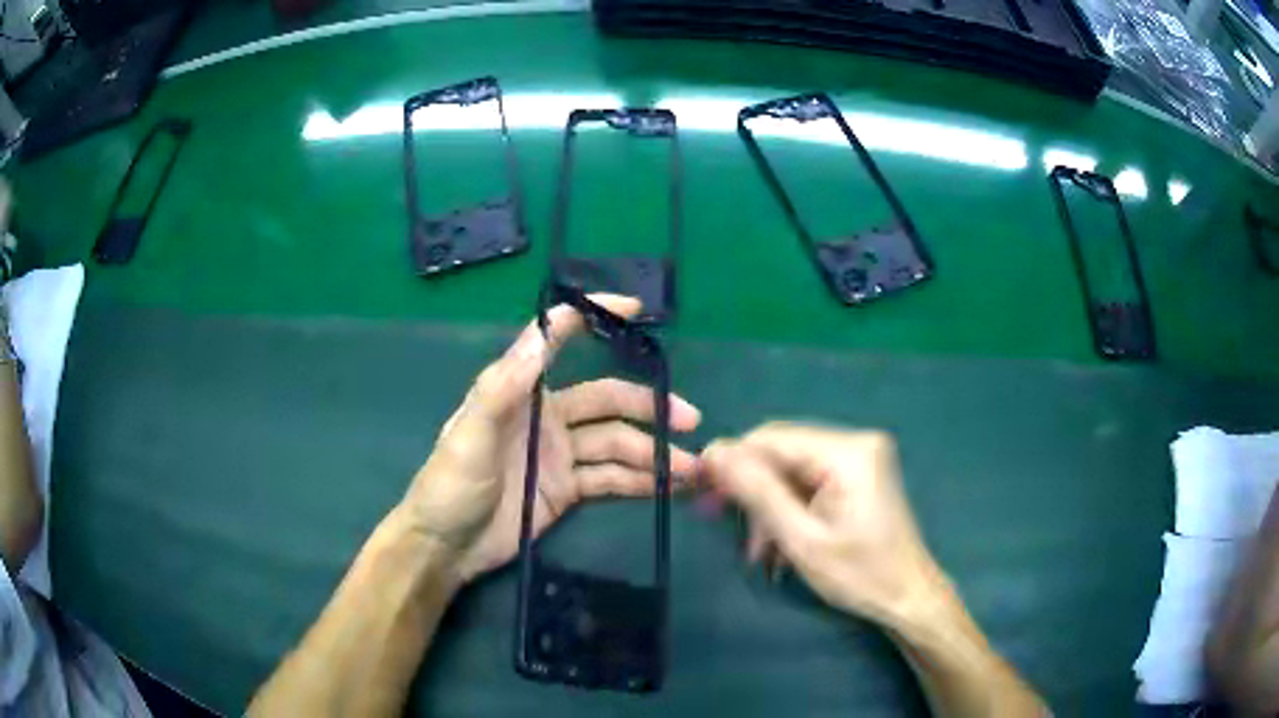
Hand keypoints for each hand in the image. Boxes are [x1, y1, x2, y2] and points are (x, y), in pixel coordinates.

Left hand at [397, 295, 701, 583]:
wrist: (446, 546)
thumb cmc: (449, 484)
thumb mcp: (468, 434)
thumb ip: (503, 387)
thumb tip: (544, 332)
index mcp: (520, 390)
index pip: (558, 339)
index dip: (594, 316)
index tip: (635, 307)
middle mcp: (546, 415)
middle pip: (607, 401)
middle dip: (649, 406)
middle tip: (691, 418)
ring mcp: (560, 454)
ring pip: (617, 443)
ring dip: (654, 452)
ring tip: (692, 467)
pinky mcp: (568, 489)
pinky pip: (611, 479)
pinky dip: (641, 481)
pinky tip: (669, 486)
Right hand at [701, 423, 948, 627]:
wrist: (908, 596)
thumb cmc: (860, 574)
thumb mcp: (801, 539)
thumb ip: (758, 492)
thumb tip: (714, 452)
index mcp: (848, 452)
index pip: (772, 438)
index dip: (732, 460)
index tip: (699, 490)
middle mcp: (856, 442)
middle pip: (782, 452)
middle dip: (751, 489)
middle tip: (720, 521)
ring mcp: (860, 457)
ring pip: (791, 469)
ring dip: (768, 506)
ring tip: (757, 551)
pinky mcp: (859, 474)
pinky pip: (809, 480)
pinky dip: (788, 508)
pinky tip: (778, 542)